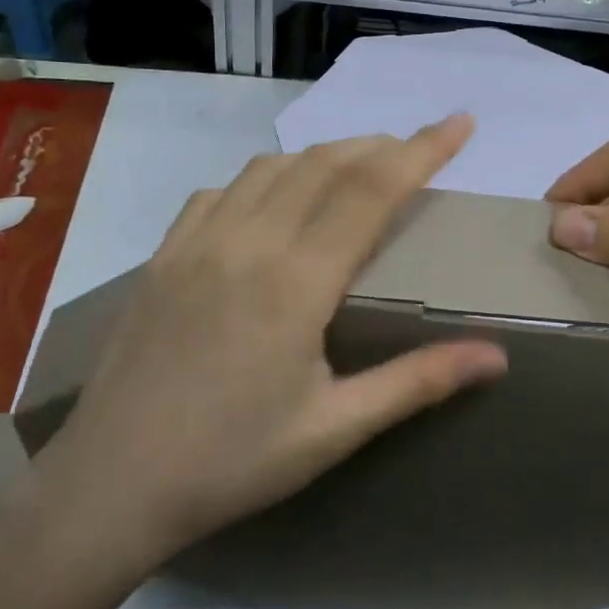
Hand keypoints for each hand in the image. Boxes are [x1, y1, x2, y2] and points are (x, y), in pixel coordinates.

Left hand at [30, 116, 507, 575]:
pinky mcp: (163, 257)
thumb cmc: (232, 463)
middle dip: (380, 145)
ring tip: (356, 168)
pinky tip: (270, 200)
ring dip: (323, 155)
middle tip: (417, 148)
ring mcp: (197, 244)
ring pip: (271, 168)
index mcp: (296, 280)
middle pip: (325, 164)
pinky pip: (220, 191)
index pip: (372, 190)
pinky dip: (262, 178)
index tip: (459, 123)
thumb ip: (417, 382)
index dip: (422, 150)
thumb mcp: (335, 429)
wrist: (111, 485)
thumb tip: (497, 356)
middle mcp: (248, 242)